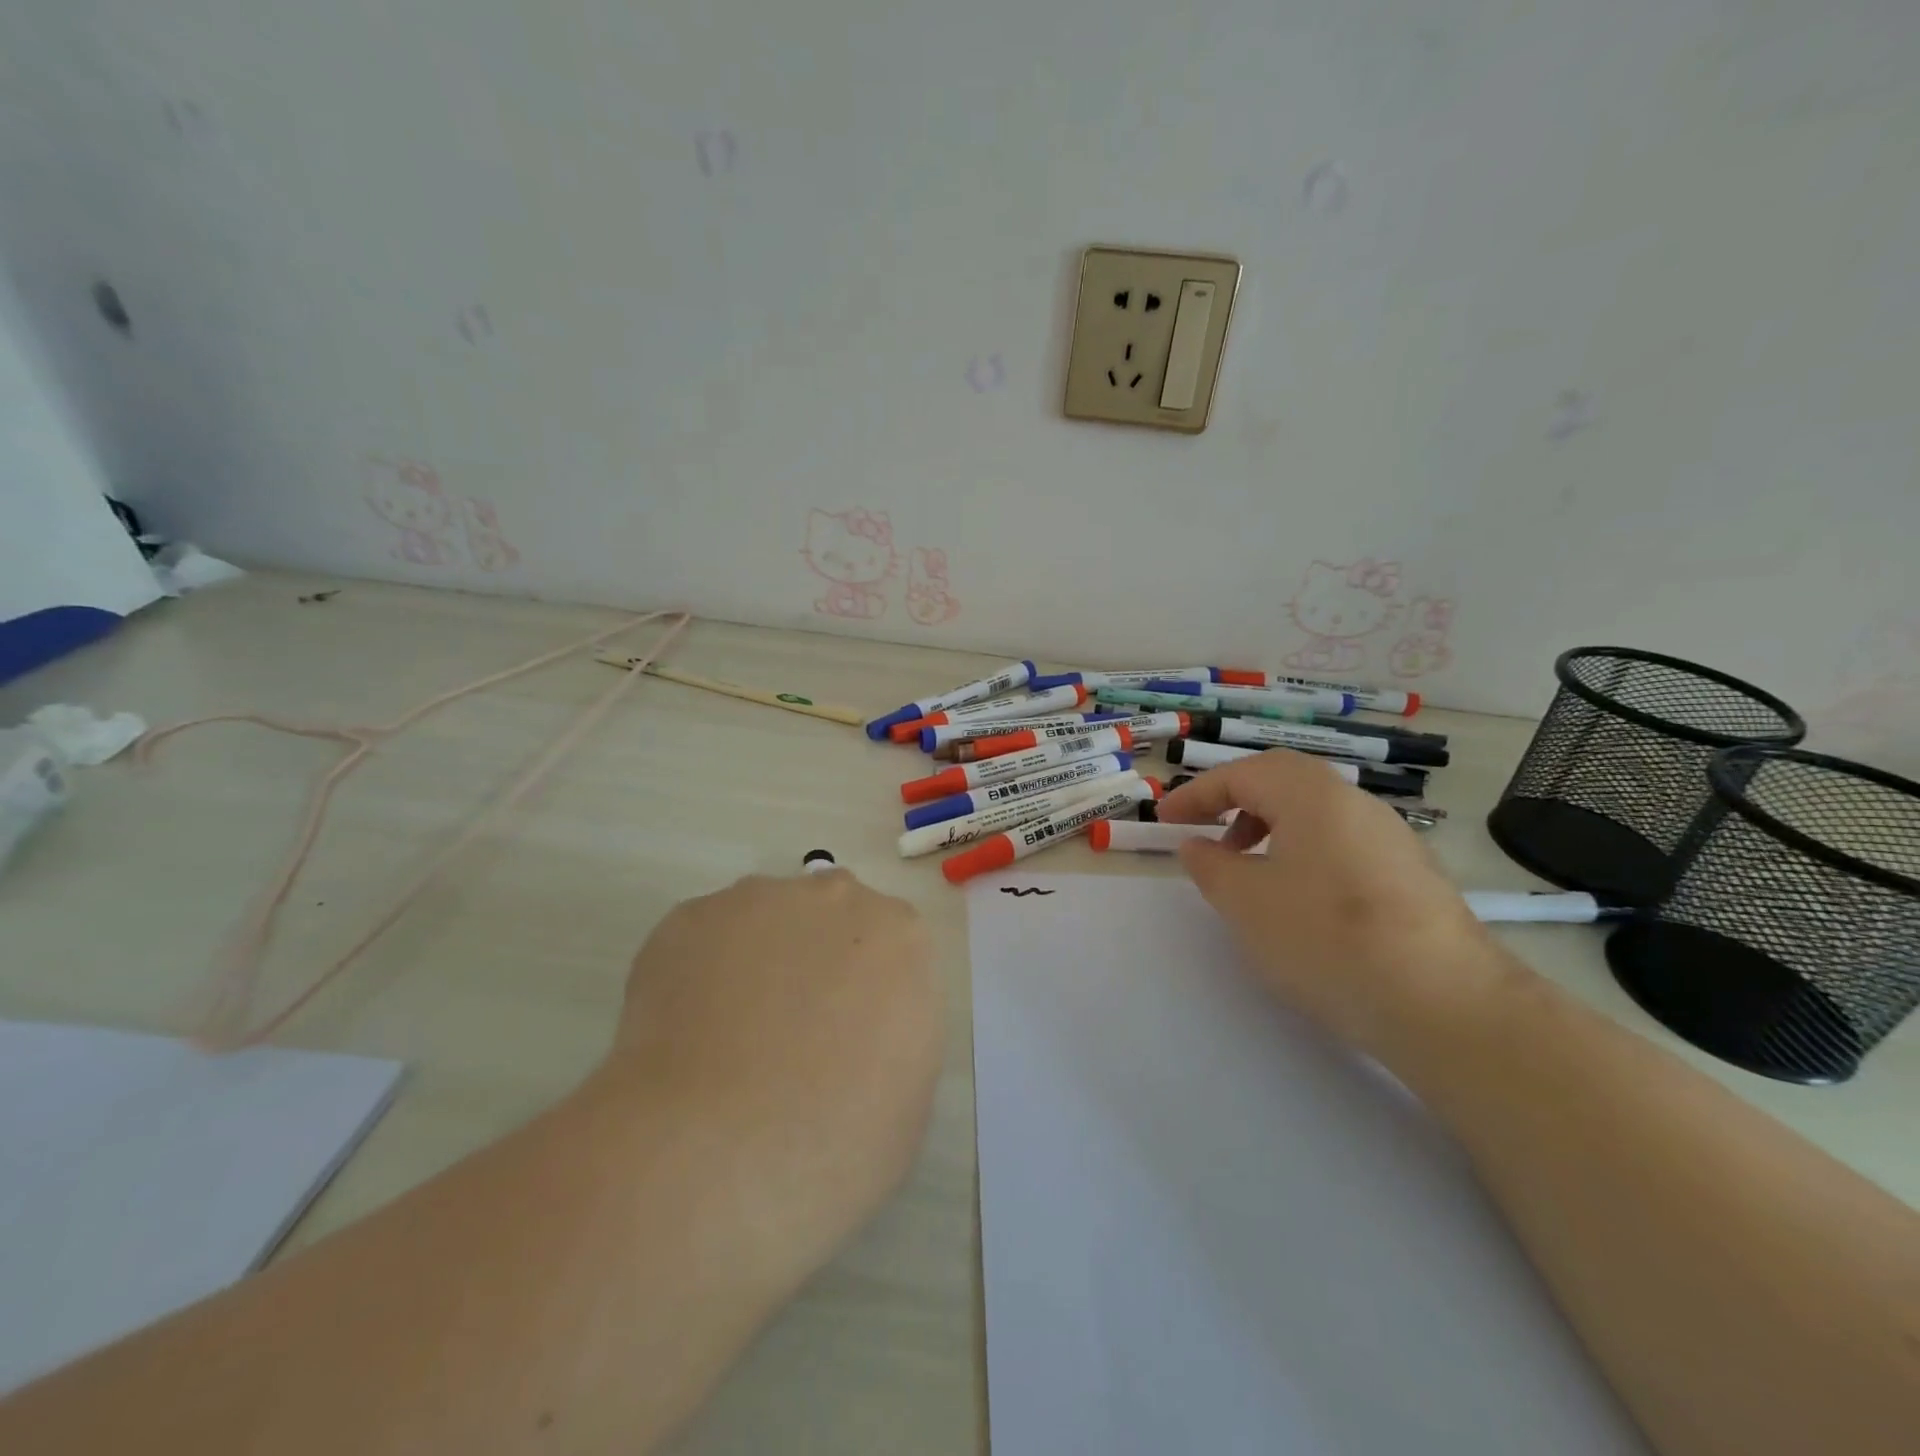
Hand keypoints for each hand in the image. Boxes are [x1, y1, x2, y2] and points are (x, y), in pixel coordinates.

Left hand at [607, 869, 943, 1279]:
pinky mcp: (689, 919)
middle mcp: (835, 899)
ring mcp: (757, 901)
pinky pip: (701, 939)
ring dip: (754, 960)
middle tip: (786, 1032)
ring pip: (762, 920)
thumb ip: (892, 1032)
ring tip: (725, 1040)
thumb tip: (856, 1029)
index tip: (843, 1034)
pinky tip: (682, 1037)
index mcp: (900, 938)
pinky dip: (694, 976)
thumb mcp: (909, 1093)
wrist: (719, 1155)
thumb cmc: (839, 1144)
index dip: (862, 990)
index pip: (888, 947)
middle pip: (828, 916)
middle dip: (813, 958)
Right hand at [1159, 751, 1509, 1060]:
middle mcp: (1355, 802)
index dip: (1196, 794)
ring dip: (1271, 828)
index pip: (1241, 774)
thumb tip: (1197, 846)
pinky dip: (1305, 853)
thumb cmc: (1327, 939)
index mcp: (1311, 794)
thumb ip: (1211, 867)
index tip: (1165, 821)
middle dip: (1237, 802)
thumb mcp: (1246, 903)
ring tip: (1250, 872)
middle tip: (1209, 836)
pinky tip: (1301, 901)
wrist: (1446, 1005)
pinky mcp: (1412, 874)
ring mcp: (1391, 837)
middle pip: (1283, 782)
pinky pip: (1342, 843)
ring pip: (1316, 813)